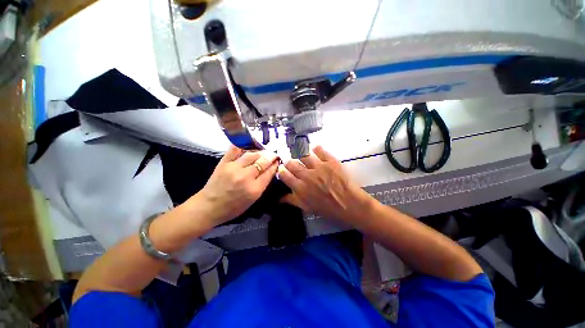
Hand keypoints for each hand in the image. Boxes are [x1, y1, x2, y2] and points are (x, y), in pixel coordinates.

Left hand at [191, 146, 278, 227]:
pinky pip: (235, 149)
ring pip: (252, 154)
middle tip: (274, 154)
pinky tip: (248, 146)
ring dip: (260, 152)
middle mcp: (246, 177)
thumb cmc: (233, 207)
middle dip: (271, 156)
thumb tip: (269, 171)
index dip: (275, 165)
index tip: (278, 161)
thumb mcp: (253, 200)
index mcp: (254, 189)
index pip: (269, 172)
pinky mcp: (224, 163)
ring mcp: (234, 168)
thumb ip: (262, 184)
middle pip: (263, 162)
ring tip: (263, 152)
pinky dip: (243, 146)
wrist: (209, 207)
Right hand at [278, 146, 374, 226]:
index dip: (281, 171)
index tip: (283, 170)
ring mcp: (319, 167)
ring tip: (303, 158)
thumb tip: (280, 198)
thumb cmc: (329, 209)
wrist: (352, 205)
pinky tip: (315, 152)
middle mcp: (307, 175)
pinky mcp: (330, 161)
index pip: (284, 174)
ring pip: (303, 155)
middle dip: (289, 163)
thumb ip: (293, 201)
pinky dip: (315, 149)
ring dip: (301, 156)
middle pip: (292, 163)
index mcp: (300, 188)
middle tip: (293, 164)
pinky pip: (319, 150)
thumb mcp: (308, 208)